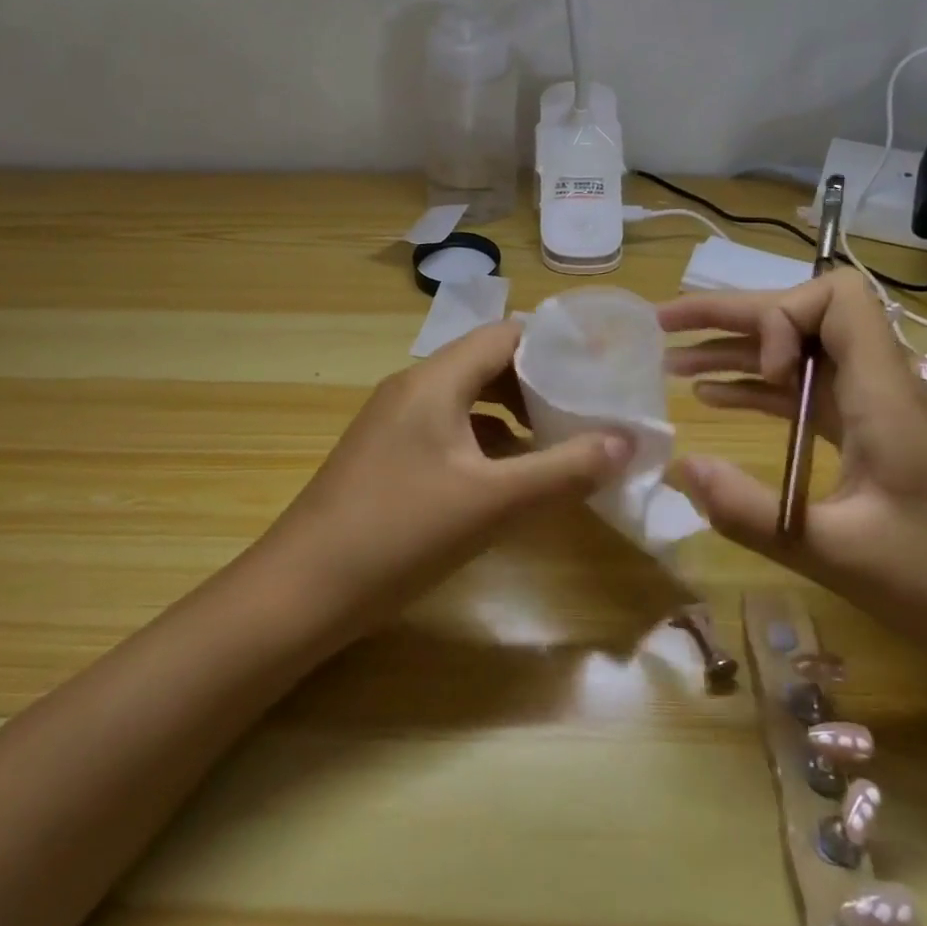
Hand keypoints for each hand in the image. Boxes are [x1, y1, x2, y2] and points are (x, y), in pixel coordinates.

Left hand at [257, 320, 633, 634]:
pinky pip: (447, 431)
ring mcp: (393, 422)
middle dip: (539, 383)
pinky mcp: (386, 455)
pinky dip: (484, 443)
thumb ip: (564, 470)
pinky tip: (507, 478)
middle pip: (486, 364)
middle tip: (588, 409)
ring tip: (559, 442)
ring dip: (513, 416)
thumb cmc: (399, 534)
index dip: (555, 346)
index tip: (599, 369)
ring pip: (467, 400)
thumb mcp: (492, 503)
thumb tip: (626, 441)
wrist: (300, 591)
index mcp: (434, 380)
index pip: (505, 334)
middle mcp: (411, 388)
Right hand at [661, 268, 926, 670]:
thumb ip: (757, 514)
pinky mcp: (876, 443)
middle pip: (803, 319)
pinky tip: (719, 404)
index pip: (834, 298)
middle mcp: (880, 388)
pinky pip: (810, 399)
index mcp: (884, 394)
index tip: (765, 373)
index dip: (782, 317)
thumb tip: (681, 470)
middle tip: (664, 326)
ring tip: (674, 365)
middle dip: (732, 317)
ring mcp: (878, 415)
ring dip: (740, 354)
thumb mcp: (845, 557)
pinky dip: (763, 393)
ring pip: (802, 358)